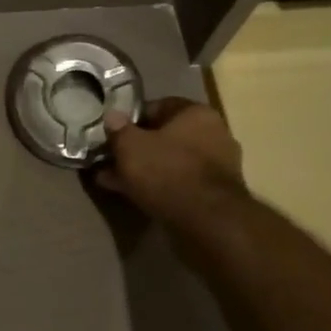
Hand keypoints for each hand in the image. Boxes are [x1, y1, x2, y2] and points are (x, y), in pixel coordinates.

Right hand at [96, 98, 246, 224]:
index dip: (131, 120)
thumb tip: (112, 116)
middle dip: (137, 149)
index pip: (158, 107)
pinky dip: (160, 188)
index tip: (113, 135)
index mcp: (197, 113)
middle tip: (112, 161)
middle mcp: (214, 134)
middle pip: (166, 137)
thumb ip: (119, 130)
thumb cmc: (167, 172)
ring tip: (115, 182)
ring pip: (171, 162)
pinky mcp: (217, 195)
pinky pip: (181, 184)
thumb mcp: (131, 147)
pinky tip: (135, 197)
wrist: (208, 223)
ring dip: (145, 171)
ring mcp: (219, 166)